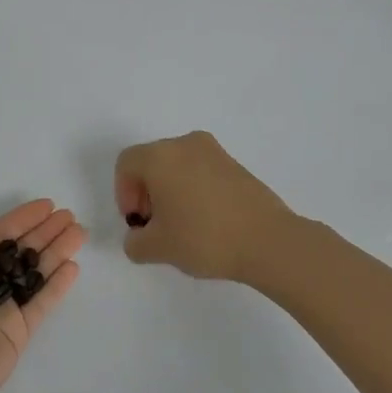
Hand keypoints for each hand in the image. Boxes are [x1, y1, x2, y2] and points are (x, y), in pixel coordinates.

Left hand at [0, 200, 85, 392]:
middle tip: (69, 216)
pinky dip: (57, 286)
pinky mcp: (18, 333)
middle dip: (43, 232)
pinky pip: (41, 304)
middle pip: (18, 252)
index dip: (20, 219)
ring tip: (79, 232)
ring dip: (56, 252)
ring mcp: (1, 309)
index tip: (46, 205)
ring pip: (34, 274)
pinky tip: (73, 266)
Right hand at [114, 131, 294, 282]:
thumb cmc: (204, 238)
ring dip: (170, 190)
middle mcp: (185, 144)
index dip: (123, 194)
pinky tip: (205, 220)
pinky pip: (201, 170)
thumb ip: (135, 242)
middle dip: (146, 192)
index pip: (126, 164)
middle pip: (151, 161)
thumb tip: (138, 237)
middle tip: (155, 225)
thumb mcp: (157, 248)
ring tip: (181, 225)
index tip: (138, 222)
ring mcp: (214, 151)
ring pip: (177, 165)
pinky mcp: (236, 164)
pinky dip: (193, 189)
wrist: (268, 241)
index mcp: (160, 156)